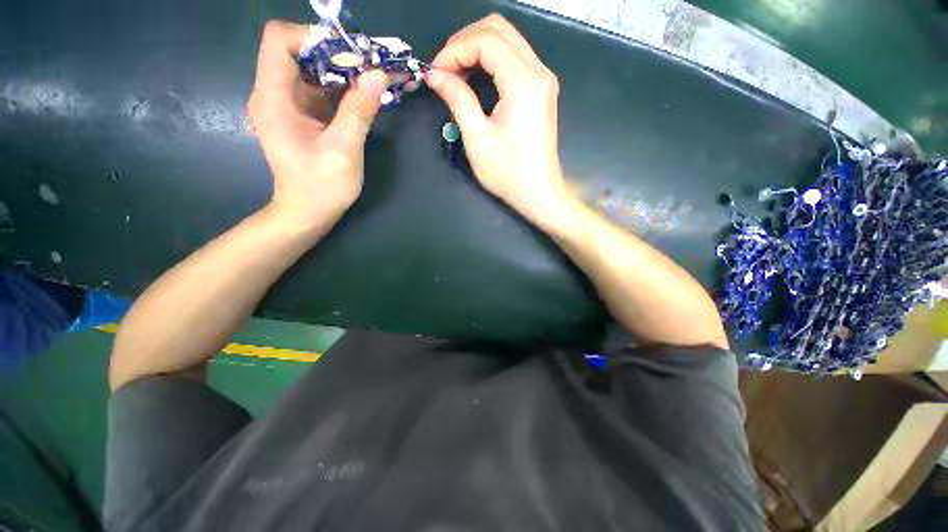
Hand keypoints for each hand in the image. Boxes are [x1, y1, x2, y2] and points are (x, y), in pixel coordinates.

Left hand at [247, 21, 388, 229]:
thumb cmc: (321, 188)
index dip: (314, 37)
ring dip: (342, 70)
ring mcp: (286, 104)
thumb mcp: (343, 151)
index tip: (351, 54)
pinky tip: (363, 96)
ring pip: (311, 69)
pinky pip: (319, 89)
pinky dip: (341, 87)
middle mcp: (274, 94)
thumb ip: (358, 111)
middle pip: (298, 51)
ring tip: (374, 79)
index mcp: (274, 99)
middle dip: (336, 54)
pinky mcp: (300, 115)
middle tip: (371, 67)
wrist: (308, 213)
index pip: (279, 40)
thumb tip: (378, 75)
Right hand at [426, 14, 566, 222]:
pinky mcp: (542, 91)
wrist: (538, 193)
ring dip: (477, 49)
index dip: (455, 49)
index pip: (486, 40)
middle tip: (445, 69)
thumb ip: (457, 98)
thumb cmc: (508, 173)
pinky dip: (491, 61)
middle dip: (465, 42)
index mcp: (524, 83)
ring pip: (508, 40)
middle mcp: (539, 72)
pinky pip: (514, 59)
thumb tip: (435, 74)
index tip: (436, 73)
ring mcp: (543, 80)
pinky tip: (475, 80)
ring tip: (455, 75)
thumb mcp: (477, 138)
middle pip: (499, 29)